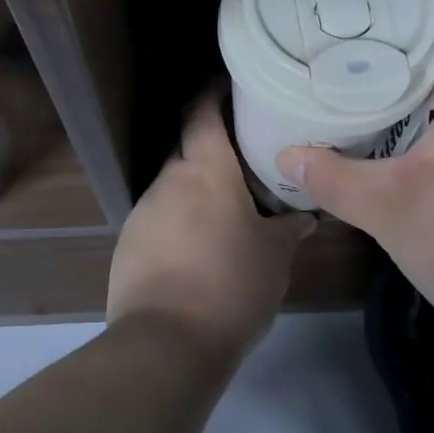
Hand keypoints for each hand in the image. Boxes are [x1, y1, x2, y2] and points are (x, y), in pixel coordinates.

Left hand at [108, 93, 313, 361]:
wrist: (166, 345)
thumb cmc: (231, 284)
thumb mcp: (275, 256)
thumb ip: (290, 228)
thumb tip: (305, 216)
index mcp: (206, 169)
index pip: (202, 111)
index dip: (213, 93)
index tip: (231, 87)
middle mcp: (169, 179)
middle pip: (187, 148)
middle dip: (210, 148)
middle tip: (242, 159)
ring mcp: (144, 211)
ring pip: (173, 185)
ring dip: (194, 190)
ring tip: (222, 211)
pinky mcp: (127, 244)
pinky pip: (158, 218)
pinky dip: (177, 221)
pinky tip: (196, 249)